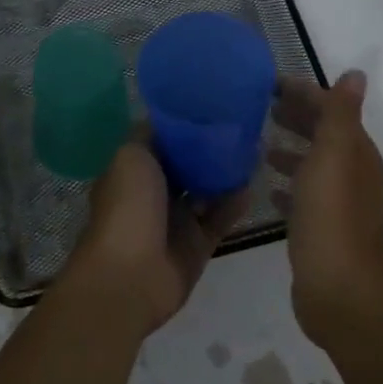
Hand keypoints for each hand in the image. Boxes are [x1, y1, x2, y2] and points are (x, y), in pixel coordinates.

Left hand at [64, 138, 249, 334]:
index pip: (161, 143)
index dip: (184, 127)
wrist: (130, 276)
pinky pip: (220, 218)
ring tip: (254, 151)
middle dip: (210, 150)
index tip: (212, 107)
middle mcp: (153, 194)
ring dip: (226, 174)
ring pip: (206, 191)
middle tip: (241, 129)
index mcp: (133, 171)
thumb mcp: (131, 156)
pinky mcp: (197, 244)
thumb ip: (151, 136)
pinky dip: (234, 204)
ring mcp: (176, 220)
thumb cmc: (127, 208)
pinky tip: (251, 185)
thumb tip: (169, 121)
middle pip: (187, 166)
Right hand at [268, 71, 382, 343]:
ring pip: (313, 166)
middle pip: (324, 136)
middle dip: (297, 118)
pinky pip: (303, 197)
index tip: (268, 83)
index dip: (305, 93)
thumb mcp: (335, 155)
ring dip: (291, 150)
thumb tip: (356, 73)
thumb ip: (341, 114)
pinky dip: (288, 185)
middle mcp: (353, 176)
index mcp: (357, 154)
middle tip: (259, 107)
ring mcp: (338, 206)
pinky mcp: (322, 231)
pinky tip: (268, 187)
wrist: (338, 289)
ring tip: (258, 144)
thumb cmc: (332, 216)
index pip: (332, 110)